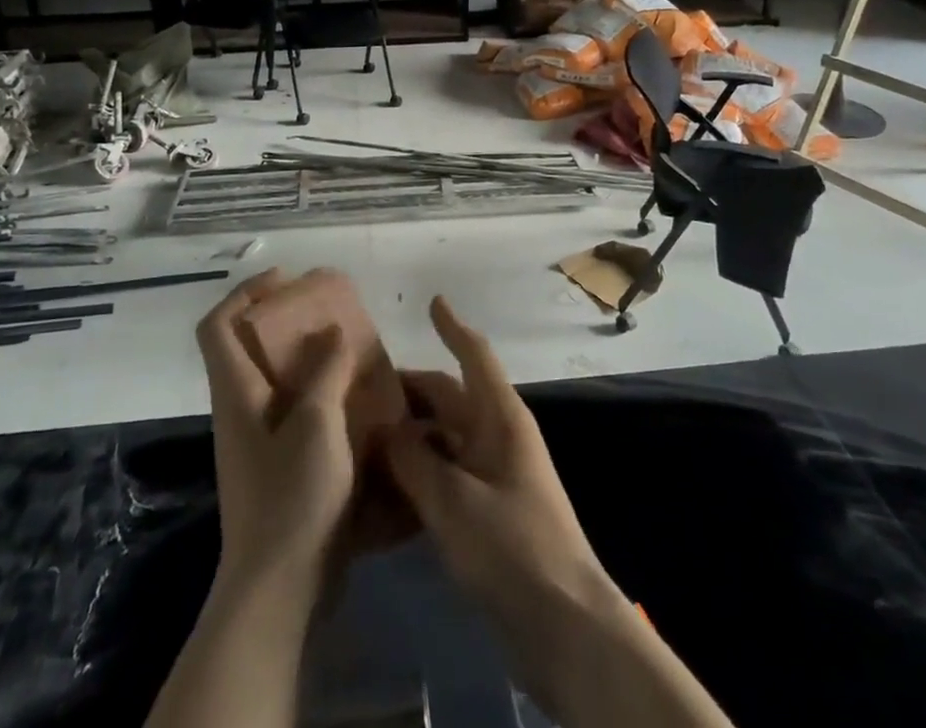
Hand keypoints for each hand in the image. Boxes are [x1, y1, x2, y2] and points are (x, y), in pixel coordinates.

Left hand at [196, 270, 355, 595]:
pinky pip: (293, 408)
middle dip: (284, 319)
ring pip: (274, 377)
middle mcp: (239, 409)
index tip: (287, 280)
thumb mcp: (317, 424)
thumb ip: (326, 370)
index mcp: (236, 393)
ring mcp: (257, 440)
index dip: (245, 293)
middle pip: (246, 346)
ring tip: (350, 346)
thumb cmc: (292, 497)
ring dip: (307, 355)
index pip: (217, 325)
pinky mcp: (277, 464)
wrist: (280, 588)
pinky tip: (357, 397)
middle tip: (328, 310)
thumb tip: (333, 329)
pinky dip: (319, 390)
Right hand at [384, 296, 613, 619]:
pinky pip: (446, 475)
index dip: (453, 326)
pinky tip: (384, 486)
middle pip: (449, 398)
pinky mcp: (487, 512)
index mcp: (500, 418)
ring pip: (443, 439)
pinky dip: (418, 472)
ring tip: (362, 436)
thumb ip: (413, 460)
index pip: (474, 356)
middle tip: (361, 390)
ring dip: (409, 435)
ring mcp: (493, 475)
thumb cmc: (513, 546)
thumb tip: (383, 428)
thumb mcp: (454, 500)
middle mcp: (497, 436)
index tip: (432, 301)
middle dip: (410, 390)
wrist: (564, 625)